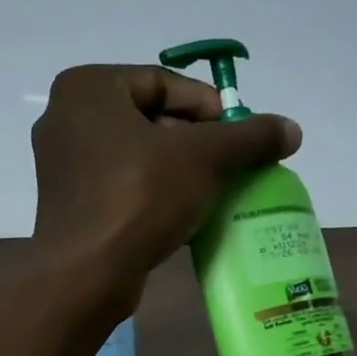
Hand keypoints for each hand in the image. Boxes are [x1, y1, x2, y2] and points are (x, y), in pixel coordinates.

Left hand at [29, 65, 300, 295]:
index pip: (162, 81)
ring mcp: (64, 166)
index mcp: (88, 88)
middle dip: (195, 141)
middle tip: (231, 164)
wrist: (87, 274)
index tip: (239, 134)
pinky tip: (185, 215)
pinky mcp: (71, 206)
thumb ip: (248, 137)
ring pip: (136, 155)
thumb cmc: (139, 197)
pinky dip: (155, 194)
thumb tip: (292, 129)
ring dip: (179, 170)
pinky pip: (122, 187)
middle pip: (149, 118)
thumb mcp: (204, 158)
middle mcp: (66, 118)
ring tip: (215, 190)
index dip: (208, 106)